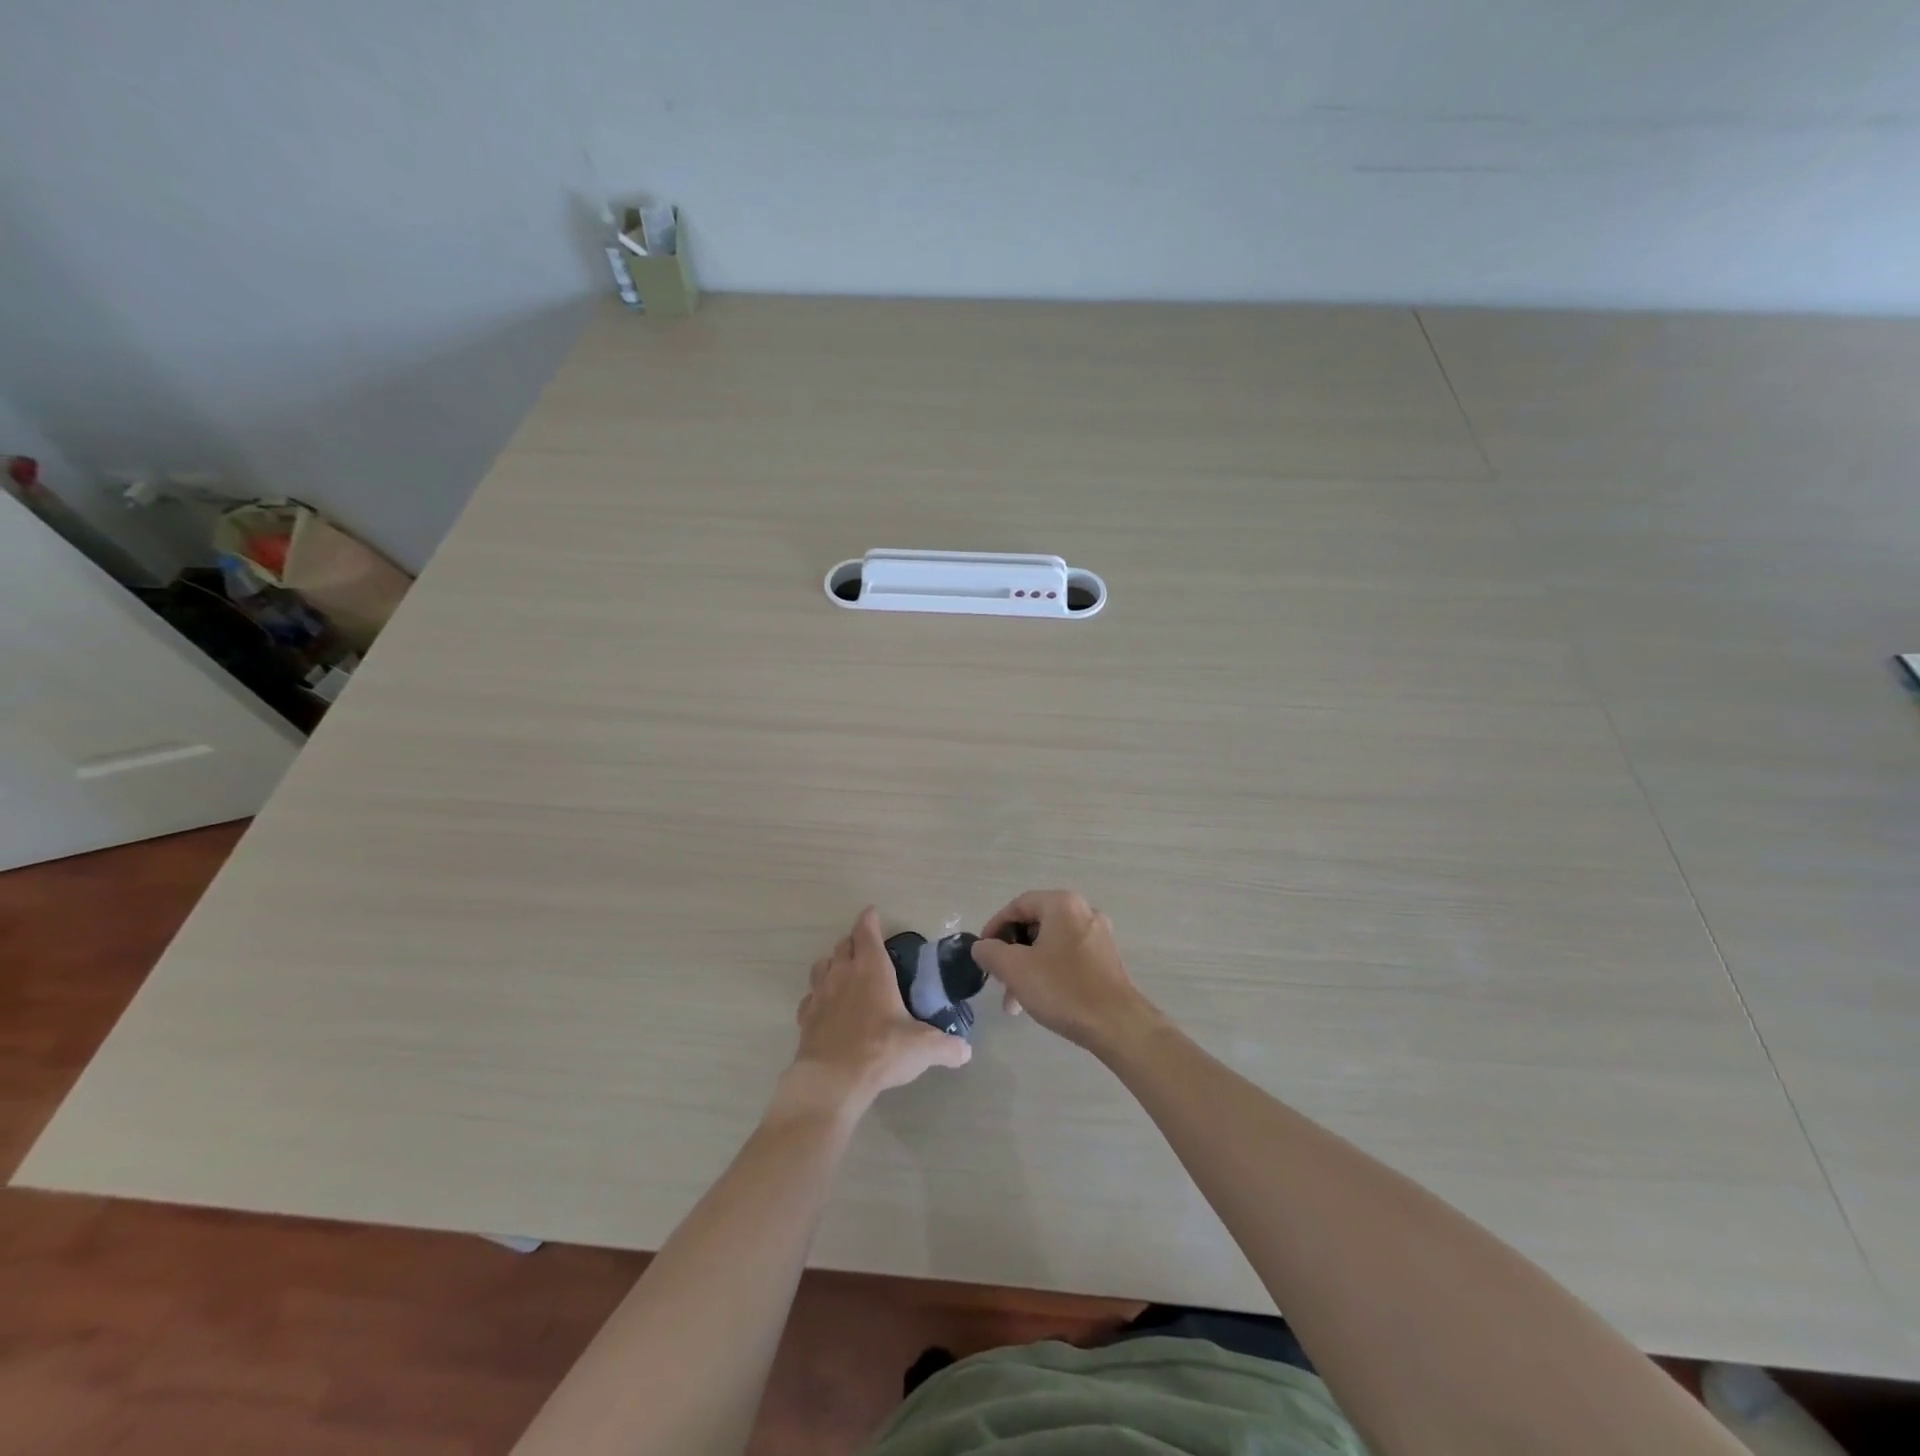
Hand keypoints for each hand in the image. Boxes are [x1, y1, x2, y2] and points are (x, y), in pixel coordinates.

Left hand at [783, 907, 970, 1117]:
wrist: (833, 1080)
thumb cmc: (881, 1051)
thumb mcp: (923, 1048)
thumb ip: (947, 1047)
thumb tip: (966, 1051)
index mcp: (872, 969)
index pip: (867, 932)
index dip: (869, 920)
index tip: (872, 913)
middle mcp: (843, 974)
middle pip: (843, 945)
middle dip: (854, 941)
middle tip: (865, 946)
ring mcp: (820, 994)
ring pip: (822, 965)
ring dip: (833, 963)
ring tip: (844, 972)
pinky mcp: (806, 1017)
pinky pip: (810, 997)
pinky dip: (818, 996)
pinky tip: (826, 1007)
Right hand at [970, 890, 1158, 1054]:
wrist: (1117, 1024)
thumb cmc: (1063, 989)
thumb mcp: (1016, 969)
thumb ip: (991, 952)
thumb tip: (981, 947)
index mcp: (1062, 904)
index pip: (1017, 905)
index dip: (994, 927)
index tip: (982, 952)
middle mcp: (1083, 911)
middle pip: (1034, 924)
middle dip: (1011, 952)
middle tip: (997, 978)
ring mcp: (1098, 935)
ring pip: (1050, 943)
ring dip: (1027, 966)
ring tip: (1014, 1001)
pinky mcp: (1106, 958)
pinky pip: (1067, 955)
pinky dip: (1048, 971)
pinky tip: (1039, 998)